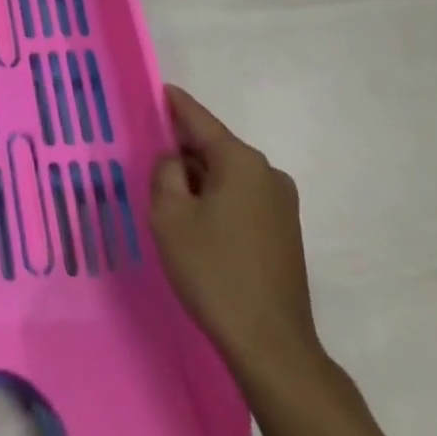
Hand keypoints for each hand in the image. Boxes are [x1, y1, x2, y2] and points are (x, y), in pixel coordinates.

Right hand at [149, 85, 318, 377]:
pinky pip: (242, 198)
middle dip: (183, 151)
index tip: (158, 88)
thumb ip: (165, 173)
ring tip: (170, 200)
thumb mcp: (170, 216)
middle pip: (214, 147)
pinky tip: (198, 225)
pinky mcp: (285, 232)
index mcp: (241, 161)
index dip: (175, 104)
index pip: (199, 119)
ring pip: (228, 175)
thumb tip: (175, 161)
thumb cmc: (215, 273)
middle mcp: (267, 173)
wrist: (272, 347)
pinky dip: (218, 200)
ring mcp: (282, 204)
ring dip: (200, 180)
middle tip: (151, 160)